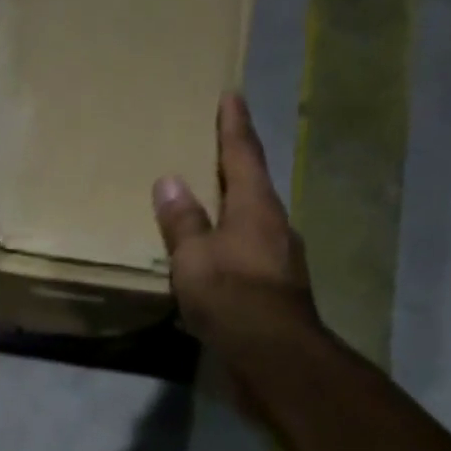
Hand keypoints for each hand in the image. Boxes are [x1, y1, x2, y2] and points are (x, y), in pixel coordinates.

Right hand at [153, 93, 320, 362]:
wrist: (274, 354)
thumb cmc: (231, 295)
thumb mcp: (194, 256)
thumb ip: (182, 220)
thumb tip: (170, 182)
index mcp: (255, 206)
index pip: (243, 154)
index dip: (234, 125)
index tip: (232, 96)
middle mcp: (274, 225)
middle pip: (254, 185)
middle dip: (236, 166)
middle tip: (216, 149)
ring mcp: (280, 258)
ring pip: (254, 221)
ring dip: (234, 208)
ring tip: (210, 204)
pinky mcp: (278, 287)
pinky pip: (250, 251)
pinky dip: (232, 243)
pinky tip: (216, 257)